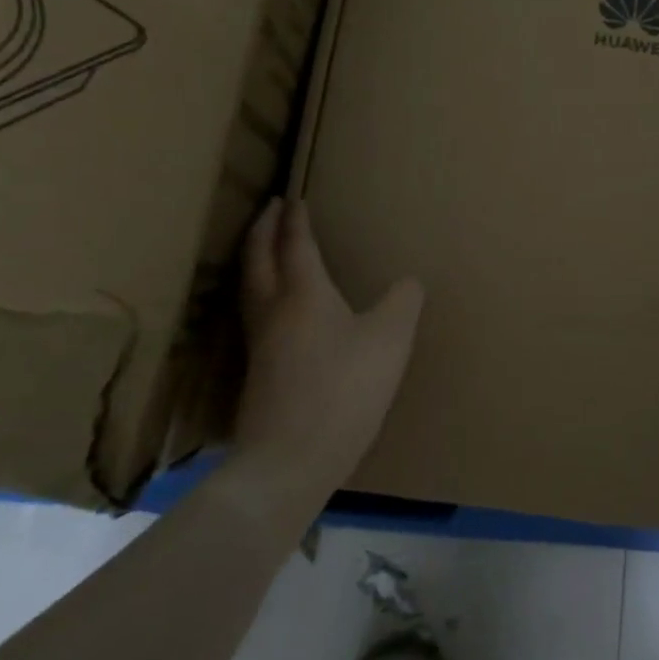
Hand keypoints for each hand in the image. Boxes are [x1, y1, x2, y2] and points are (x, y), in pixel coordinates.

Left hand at [235, 198, 423, 500]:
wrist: (289, 461)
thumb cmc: (343, 391)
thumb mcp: (390, 341)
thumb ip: (403, 303)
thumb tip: (409, 282)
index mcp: (304, 293)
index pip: (295, 244)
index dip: (295, 219)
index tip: (292, 197)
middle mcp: (273, 310)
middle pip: (258, 258)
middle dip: (263, 229)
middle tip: (269, 209)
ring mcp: (259, 344)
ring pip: (249, 287)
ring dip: (254, 258)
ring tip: (264, 249)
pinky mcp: (256, 373)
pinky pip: (253, 314)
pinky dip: (259, 291)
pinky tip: (274, 310)